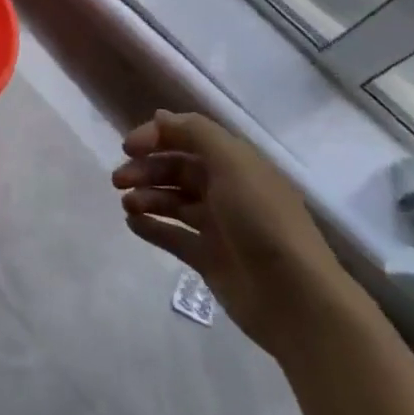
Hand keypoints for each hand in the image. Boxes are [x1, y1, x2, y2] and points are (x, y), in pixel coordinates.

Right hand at [113, 110, 358, 359]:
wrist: (295, 298)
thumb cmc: (263, 220)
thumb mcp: (233, 163)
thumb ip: (195, 133)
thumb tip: (160, 116)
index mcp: (236, 163)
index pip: (189, 138)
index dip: (157, 136)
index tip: (128, 147)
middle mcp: (227, 190)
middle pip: (177, 169)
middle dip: (146, 169)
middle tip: (118, 180)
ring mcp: (218, 226)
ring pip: (172, 201)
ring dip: (146, 196)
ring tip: (126, 204)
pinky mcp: (209, 259)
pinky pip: (173, 236)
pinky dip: (151, 227)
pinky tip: (132, 223)